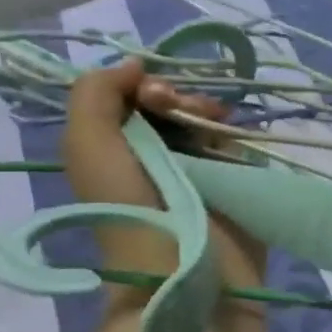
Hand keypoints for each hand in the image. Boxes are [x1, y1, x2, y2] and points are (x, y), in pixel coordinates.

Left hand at [63, 59, 264, 294]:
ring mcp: (206, 173)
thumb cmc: (129, 205)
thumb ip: (95, 93)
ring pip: (213, 121)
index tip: (151, 91)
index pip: (138, 100)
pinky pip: (245, 145)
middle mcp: (163, 158)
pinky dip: (241, 134)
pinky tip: (235, 134)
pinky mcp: (243, 186)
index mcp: (123, 149)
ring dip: (210, 112)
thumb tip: (137, 66)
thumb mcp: (87, 144)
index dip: (145, 85)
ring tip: (214, 122)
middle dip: (180, 96)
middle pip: (177, 106)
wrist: (181, 265)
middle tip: (179, 106)